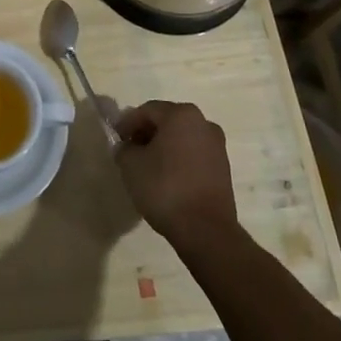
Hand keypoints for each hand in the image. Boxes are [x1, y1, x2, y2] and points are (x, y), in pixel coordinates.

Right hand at [113, 100, 239, 248]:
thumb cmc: (165, 188)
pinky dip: (178, 159)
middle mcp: (203, 123)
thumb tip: (128, 147)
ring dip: (163, 147)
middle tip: (130, 150)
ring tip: (147, 166)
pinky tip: (167, 178)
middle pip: (167, 121)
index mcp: (181, 115)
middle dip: (146, 133)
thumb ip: (124, 149)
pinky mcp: (223, 168)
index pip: (147, 110)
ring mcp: (217, 146)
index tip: (116, 139)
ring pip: (182, 138)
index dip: (128, 123)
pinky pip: (194, 154)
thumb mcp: (131, 165)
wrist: (206, 230)